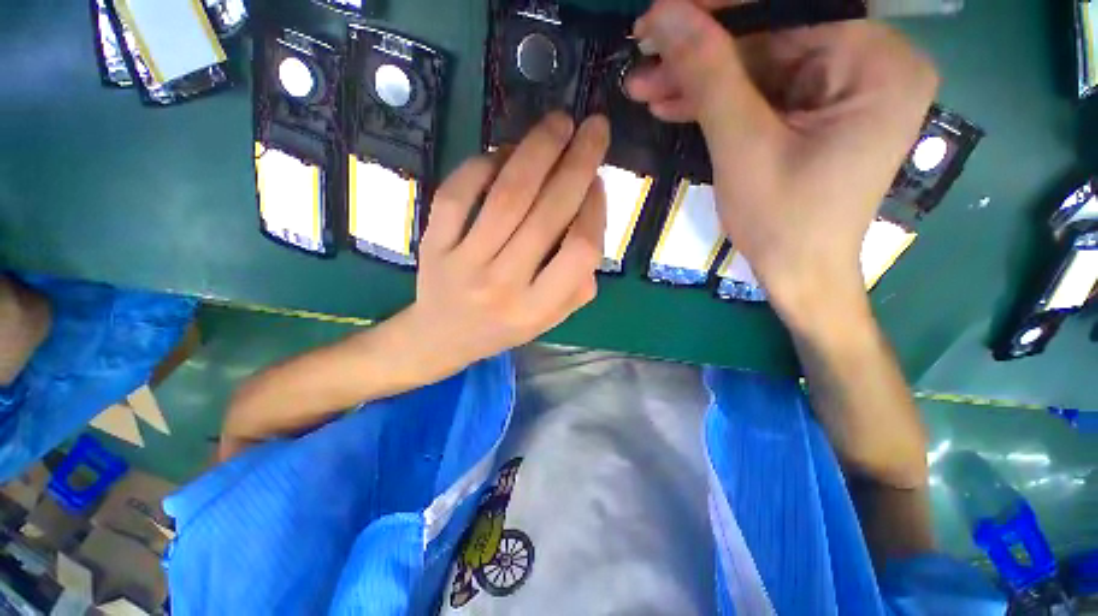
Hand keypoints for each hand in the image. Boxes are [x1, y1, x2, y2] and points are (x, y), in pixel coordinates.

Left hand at [401, 113, 608, 379]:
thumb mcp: (550, 319)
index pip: (579, 251)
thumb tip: (592, 217)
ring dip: (536, 151)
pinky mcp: (434, 245)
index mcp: (537, 309)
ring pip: (506, 197)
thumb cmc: (504, 327)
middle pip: (546, 214)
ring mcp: (464, 263)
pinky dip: (483, 165)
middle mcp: (503, 285)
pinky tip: (504, 152)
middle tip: (593, 127)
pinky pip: (458, 194)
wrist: (443, 337)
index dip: (595, 210)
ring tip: (558, 123)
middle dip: (577, 163)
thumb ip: (579, 283)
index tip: (599, 182)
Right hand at [627, 0, 936, 330]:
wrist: (799, 275)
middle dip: (699, 57)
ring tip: (646, 89)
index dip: (716, 14)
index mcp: (876, 64)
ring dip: (699, 82)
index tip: (657, 18)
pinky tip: (674, 105)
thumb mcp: (742, 146)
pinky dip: (717, 103)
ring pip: (758, 69)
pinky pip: (761, 95)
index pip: (785, 13)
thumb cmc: (782, 222)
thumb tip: (666, 14)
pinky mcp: (816, 114)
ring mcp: (842, 91)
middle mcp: (870, 65)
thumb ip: (709, 74)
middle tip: (643, 64)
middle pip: (769, 40)